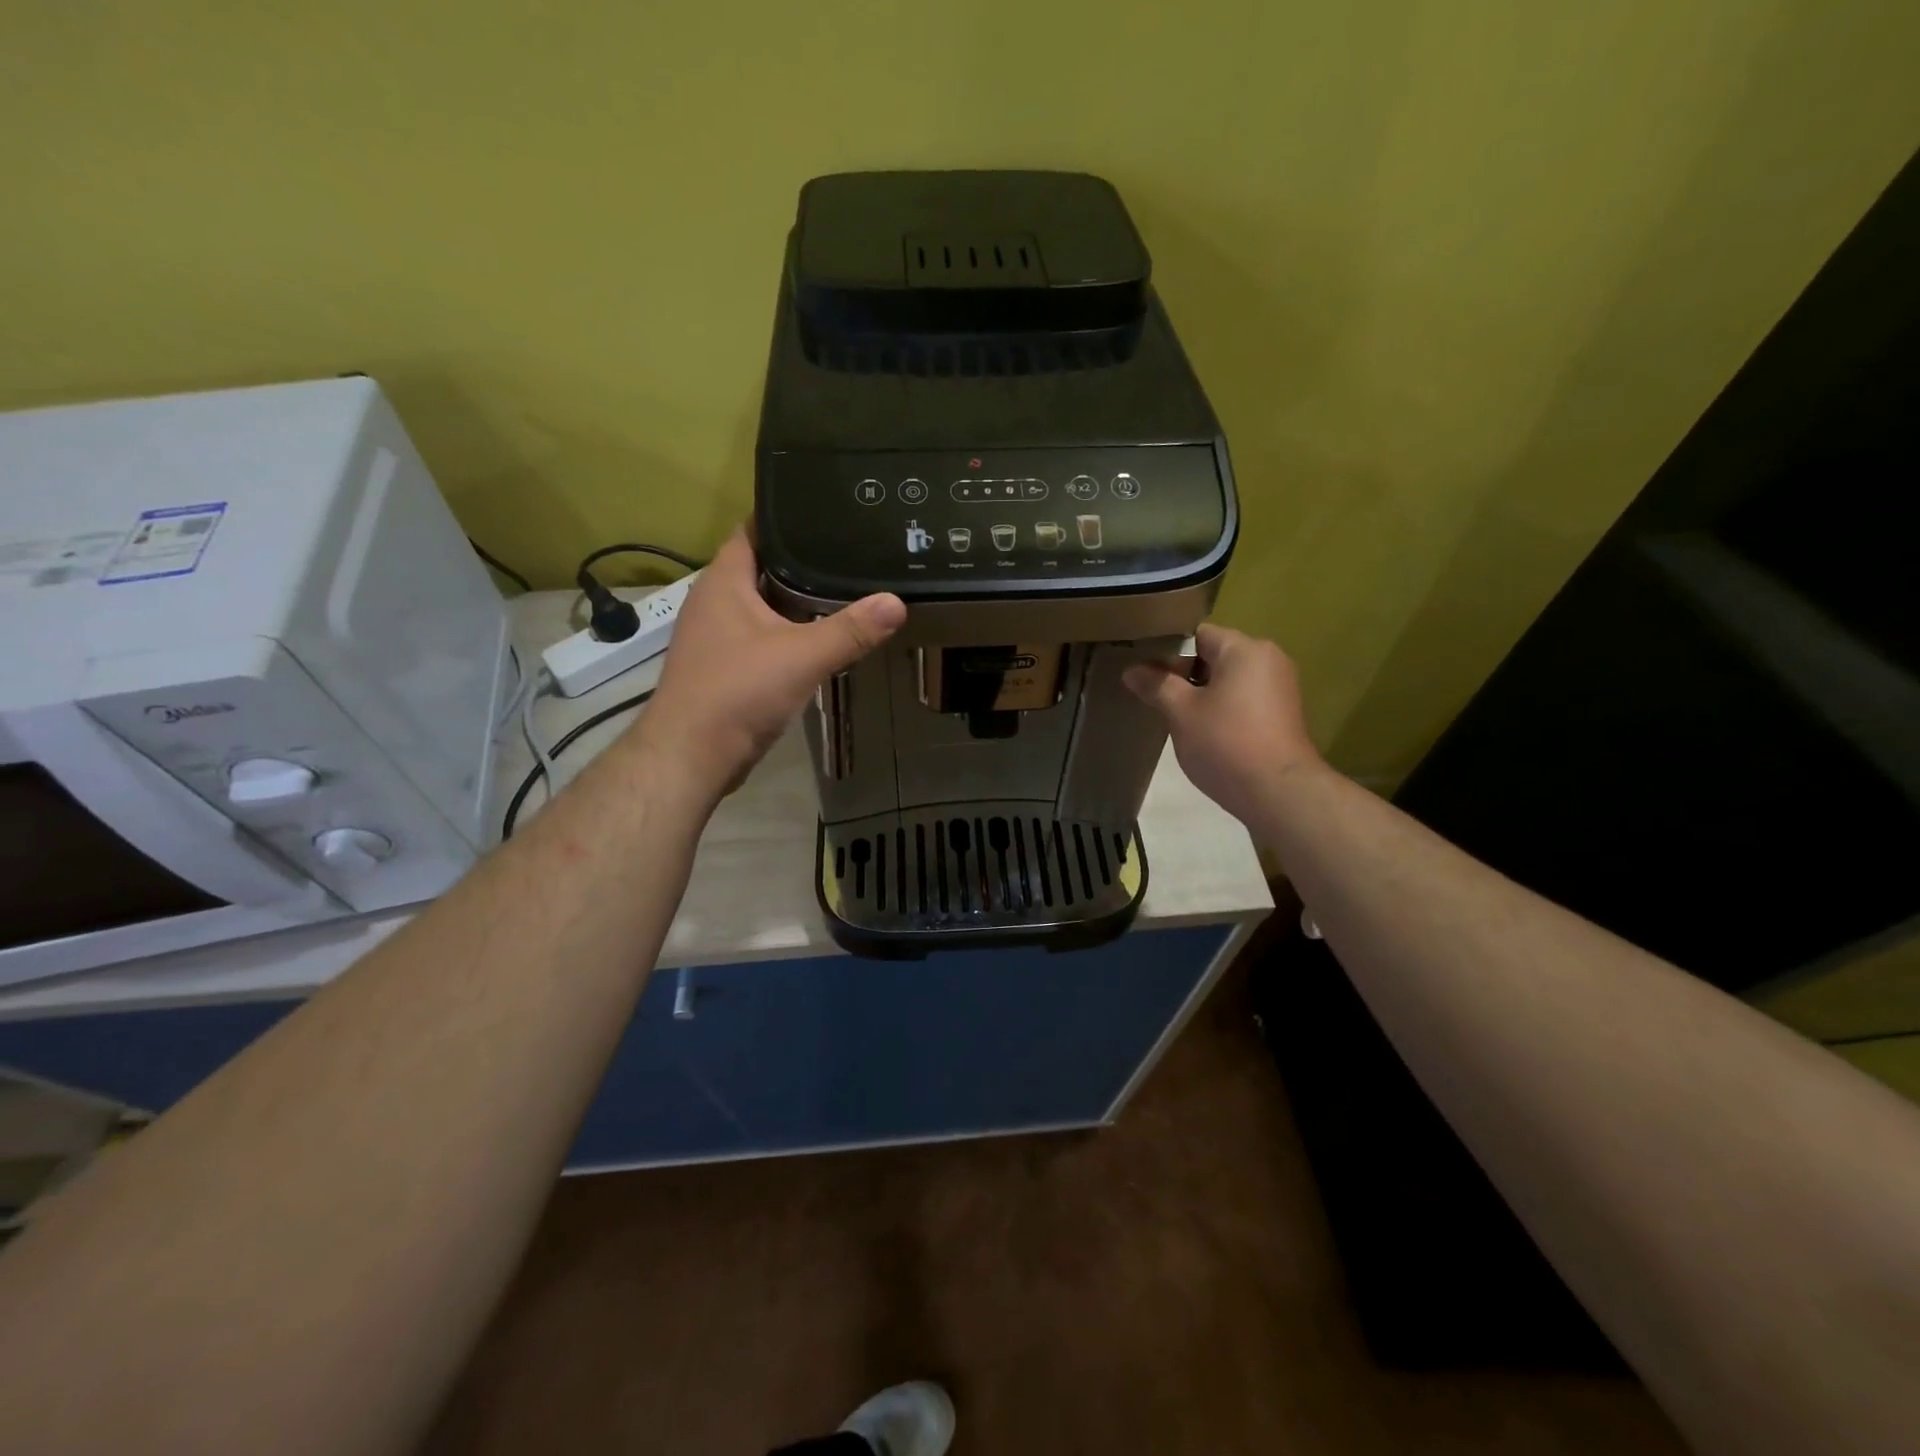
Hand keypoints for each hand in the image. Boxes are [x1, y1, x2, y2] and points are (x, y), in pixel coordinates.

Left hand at [633, 529, 904, 801]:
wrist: (692, 755)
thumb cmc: (739, 692)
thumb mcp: (802, 656)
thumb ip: (851, 630)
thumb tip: (896, 602)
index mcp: (723, 582)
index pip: (752, 531)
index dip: (785, 518)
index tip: (825, 512)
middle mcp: (712, 601)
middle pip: (759, 567)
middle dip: (799, 561)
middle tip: (846, 553)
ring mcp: (713, 636)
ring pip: (759, 605)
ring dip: (792, 601)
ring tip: (839, 590)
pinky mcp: (720, 667)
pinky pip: (757, 636)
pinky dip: (784, 632)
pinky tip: (814, 640)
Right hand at [1123, 624, 1324, 825]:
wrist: (1279, 792)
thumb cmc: (1226, 743)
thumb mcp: (1181, 712)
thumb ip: (1156, 685)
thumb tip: (1131, 670)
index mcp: (1244, 649)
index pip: (1198, 635)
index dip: (1167, 651)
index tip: (1144, 673)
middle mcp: (1268, 659)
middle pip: (1214, 656)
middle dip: (1183, 674)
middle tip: (1154, 697)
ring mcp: (1280, 687)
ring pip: (1228, 680)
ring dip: (1201, 694)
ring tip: (1175, 717)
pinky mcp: (1283, 714)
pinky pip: (1243, 699)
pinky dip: (1222, 708)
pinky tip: (1203, 732)